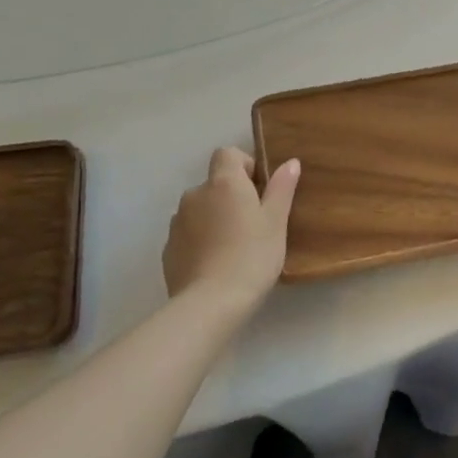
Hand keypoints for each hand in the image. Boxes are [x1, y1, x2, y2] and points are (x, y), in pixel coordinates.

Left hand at [162, 148, 300, 316]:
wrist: (210, 304)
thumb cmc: (251, 256)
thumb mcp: (276, 222)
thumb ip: (281, 188)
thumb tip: (290, 162)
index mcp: (223, 182)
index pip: (227, 153)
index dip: (244, 165)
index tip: (259, 190)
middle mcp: (195, 194)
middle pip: (214, 183)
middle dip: (231, 196)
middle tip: (252, 224)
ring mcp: (177, 222)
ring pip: (200, 209)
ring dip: (214, 218)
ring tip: (233, 247)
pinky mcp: (168, 249)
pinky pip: (188, 234)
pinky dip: (200, 241)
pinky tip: (215, 264)